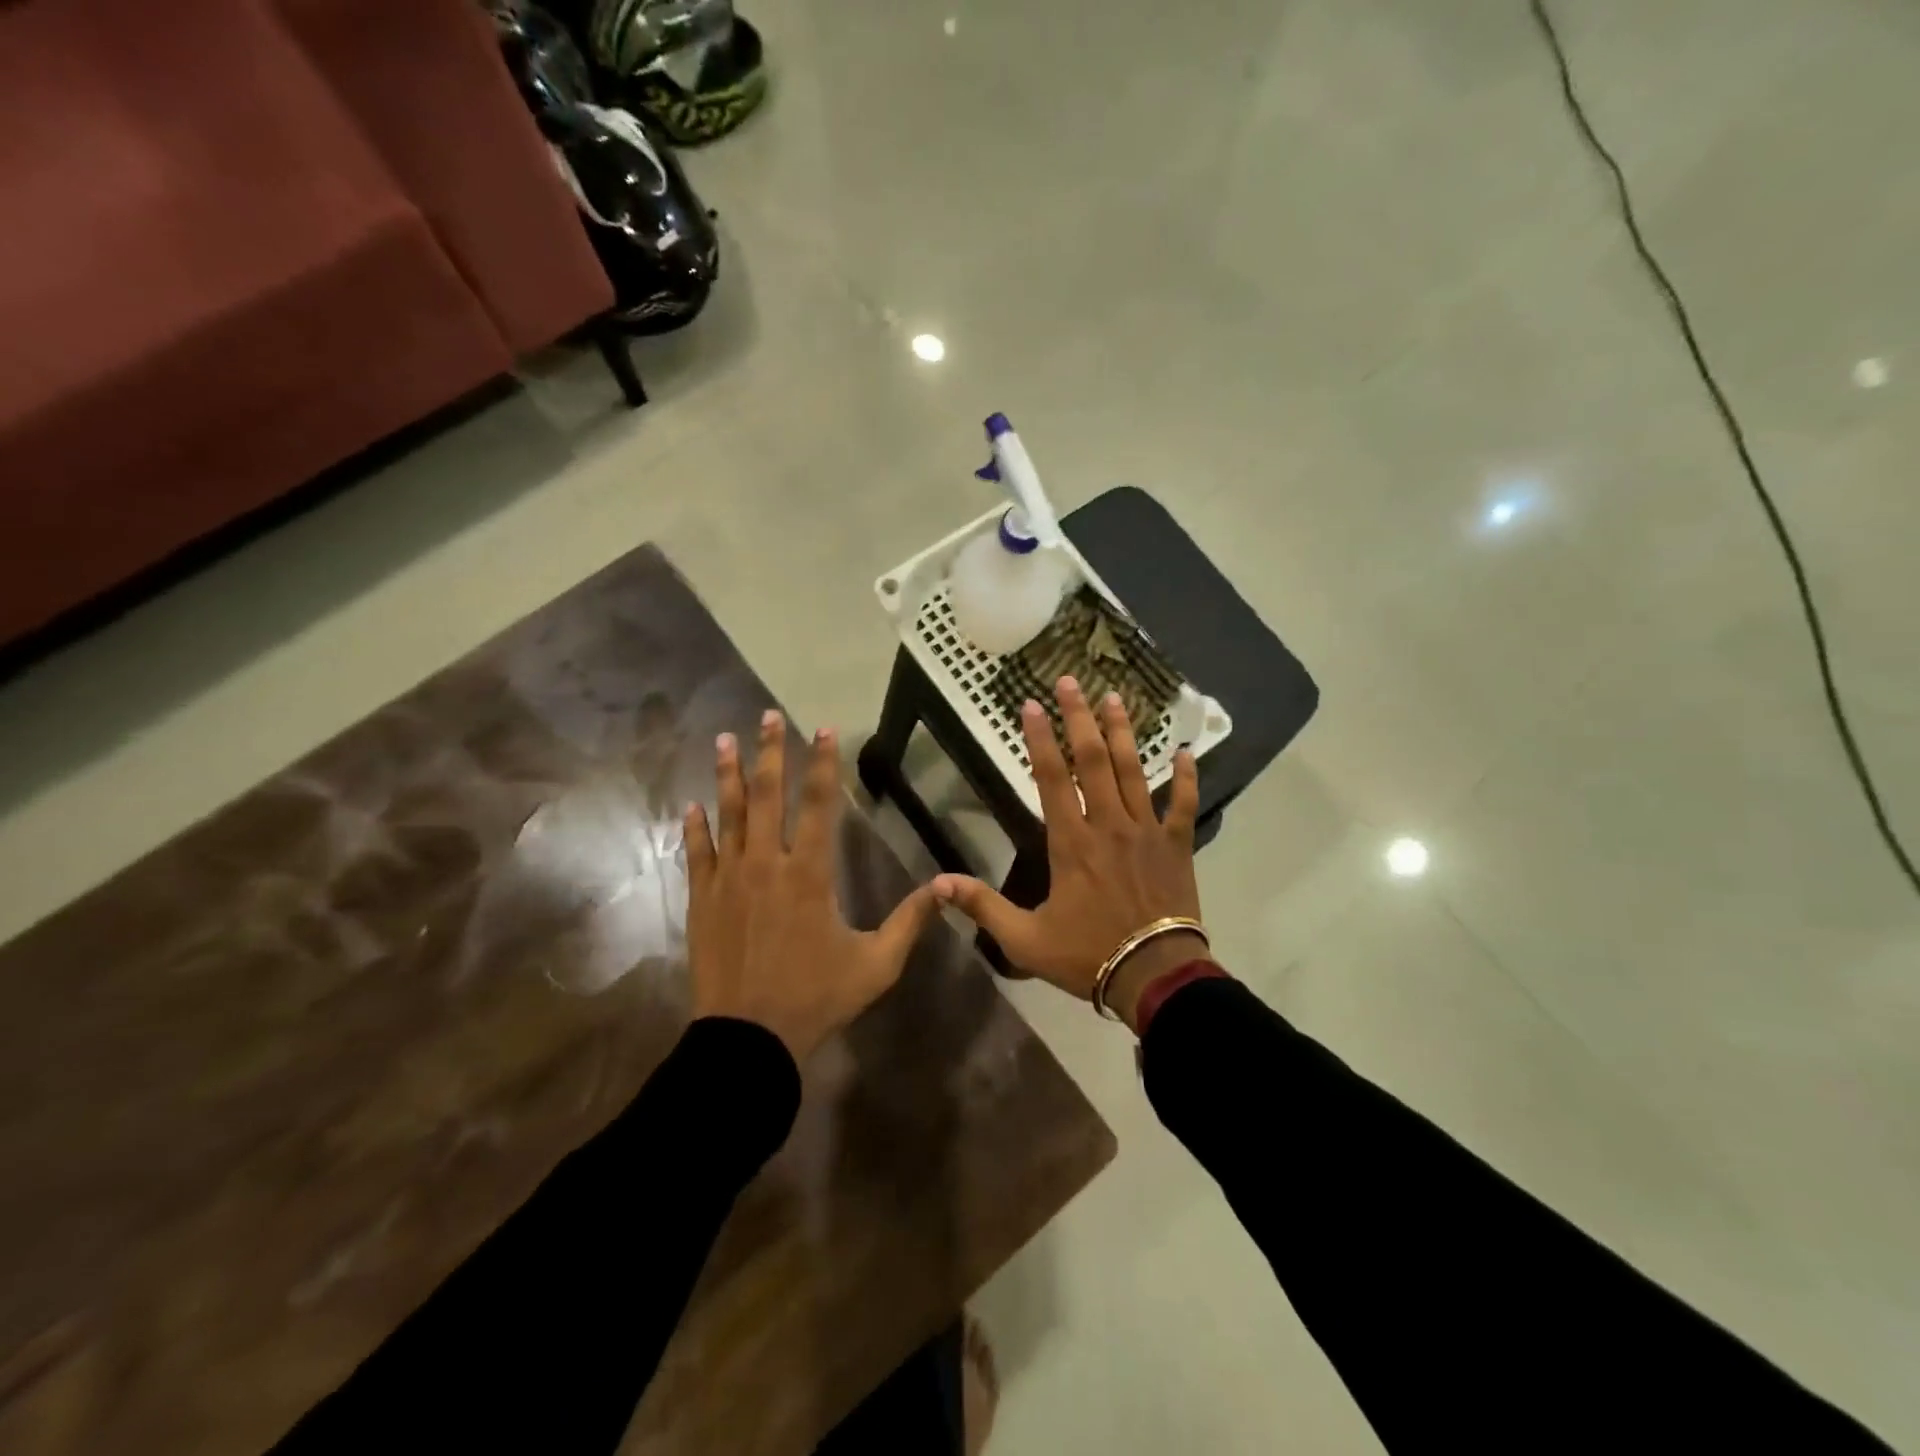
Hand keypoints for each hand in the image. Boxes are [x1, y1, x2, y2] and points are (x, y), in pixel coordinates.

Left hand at [685, 710, 941, 1061]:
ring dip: (728, 775)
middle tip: (768, 716)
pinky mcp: (702, 901)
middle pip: (768, 796)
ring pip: (729, 816)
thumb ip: (910, 921)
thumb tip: (946, 887)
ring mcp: (728, 881)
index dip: (823, 764)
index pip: (818, 805)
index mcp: (810, 875)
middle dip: (770, 752)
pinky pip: (697, 854)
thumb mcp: (876, 964)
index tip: (823, 730)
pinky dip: (694, 828)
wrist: (748, 1040)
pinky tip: (690, 805)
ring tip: (723, 739)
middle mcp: (766, 865)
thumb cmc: (816, 998)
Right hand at [932, 677, 1205, 1031]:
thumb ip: (983, 907)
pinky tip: (1185, 751)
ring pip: (1134, 771)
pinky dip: (1186, 777)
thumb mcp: (1024, 939)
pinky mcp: (1177, 845)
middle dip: (1080, 718)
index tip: (1031, 705)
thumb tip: (937, 884)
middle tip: (1072, 682)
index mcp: (1071, 842)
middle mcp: (1109, 824)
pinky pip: (1184, 804)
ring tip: (1116, 698)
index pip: (1051, 778)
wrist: (1155, 976)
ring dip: (1124, 732)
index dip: (1039, 739)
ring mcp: (1147, 831)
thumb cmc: (1087, 955)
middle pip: (1094, 760)